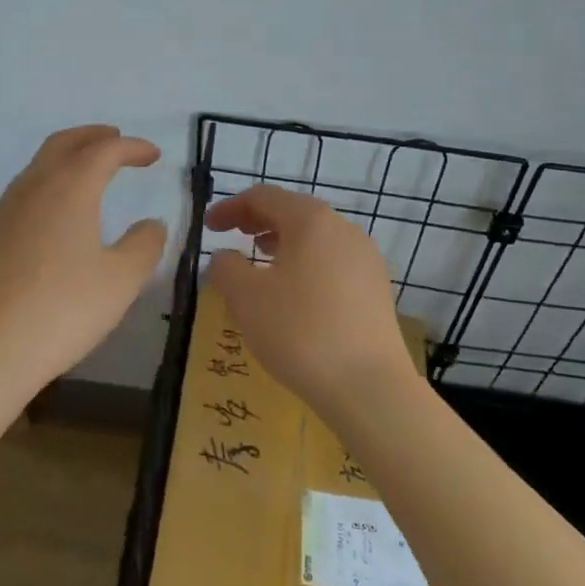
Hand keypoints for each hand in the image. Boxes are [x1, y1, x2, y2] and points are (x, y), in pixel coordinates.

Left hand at [0, 126, 167, 396]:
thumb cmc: (63, 310)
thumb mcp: (121, 281)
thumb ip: (144, 245)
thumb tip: (152, 224)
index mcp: (70, 188)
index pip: (105, 150)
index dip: (132, 147)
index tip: (153, 155)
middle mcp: (33, 187)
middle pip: (63, 143)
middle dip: (93, 136)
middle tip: (116, 140)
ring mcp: (3, 210)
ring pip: (37, 166)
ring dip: (66, 158)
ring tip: (87, 173)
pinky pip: (21, 193)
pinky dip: (45, 185)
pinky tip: (53, 215)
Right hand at [206, 185, 418, 424]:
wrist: (370, 388)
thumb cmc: (300, 332)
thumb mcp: (246, 299)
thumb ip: (226, 268)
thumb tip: (224, 257)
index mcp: (311, 221)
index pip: (264, 197)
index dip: (230, 207)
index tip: (208, 227)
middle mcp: (343, 229)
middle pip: (293, 211)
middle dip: (258, 220)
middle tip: (232, 235)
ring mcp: (365, 259)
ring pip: (315, 237)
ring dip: (282, 242)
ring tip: (260, 261)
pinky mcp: (376, 289)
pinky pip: (332, 261)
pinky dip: (306, 263)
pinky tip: (294, 293)